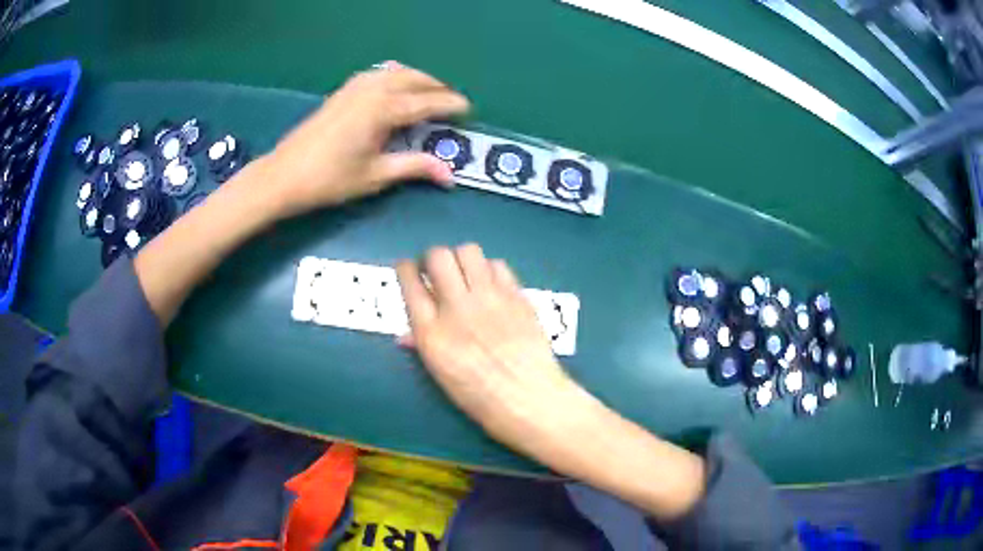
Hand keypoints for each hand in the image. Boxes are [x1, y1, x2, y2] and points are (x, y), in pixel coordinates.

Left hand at [259, 62, 469, 218]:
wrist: (284, 175)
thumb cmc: (330, 179)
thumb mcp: (376, 176)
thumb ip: (414, 167)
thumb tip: (449, 175)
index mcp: (383, 110)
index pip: (427, 102)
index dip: (451, 105)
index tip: (469, 109)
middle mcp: (372, 90)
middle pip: (414, 78)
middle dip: (437, 86)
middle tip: (452, 101)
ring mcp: (355, 87)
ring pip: (395, 72)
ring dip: (417, 78)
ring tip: (429, 93)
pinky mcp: (342, 91)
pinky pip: (377, 74)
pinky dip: (395, 77)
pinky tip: (394, 89)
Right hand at [396, 244, 586, 460]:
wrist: (530, 400)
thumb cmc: (480, 398)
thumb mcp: (441, 375)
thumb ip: (422, 346)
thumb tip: (406, 334)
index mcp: (431, 332)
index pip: (409, 281)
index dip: (405, 269)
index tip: (409, 270)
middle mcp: (457, 307)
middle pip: (437, 256)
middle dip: (432, 258)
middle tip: (436, 271)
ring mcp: (490, 298)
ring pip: (468, 251)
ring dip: (461, 259)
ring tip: (465, 276)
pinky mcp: (516, 295)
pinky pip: (498, 265)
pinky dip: (489, 270)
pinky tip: (491, 287)